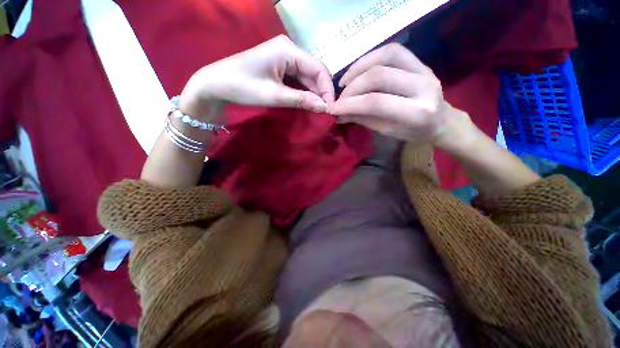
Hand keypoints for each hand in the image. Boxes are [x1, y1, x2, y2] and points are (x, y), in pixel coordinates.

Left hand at [179, 35, 334, 120]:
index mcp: (288, 50)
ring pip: (307, 75)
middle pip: (314, 71)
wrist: (217, 84)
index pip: (318, 68)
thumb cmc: (244, 87)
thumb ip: (302, 100)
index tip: (330, 108)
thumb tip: (324, 107)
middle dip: (321, 91)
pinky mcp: (280, 65)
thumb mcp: (275, 95)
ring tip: (319, 109)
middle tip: (325, 111)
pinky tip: (308, 102)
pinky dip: (304, 91)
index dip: (327, 89)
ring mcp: (284, 56)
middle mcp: (289, 49)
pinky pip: (298, 78)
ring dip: (314, 92)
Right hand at [327, 43, 471, 146]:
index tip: (332, 109)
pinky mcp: (420, 62)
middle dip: (352, 88)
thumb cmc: (413, 132)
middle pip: (379, 77)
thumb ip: (363, 119)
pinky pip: (392, 51)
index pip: (376, 103)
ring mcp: (424, 69)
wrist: (441, 121)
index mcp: (417, 113)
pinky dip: (370, 58)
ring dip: (359, 68)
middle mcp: (424, 86)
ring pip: (386, 56)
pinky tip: (357, 71)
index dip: (350, 104)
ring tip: (344, 83)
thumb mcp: (387, 131)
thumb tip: (338, 113)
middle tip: (339, 99)